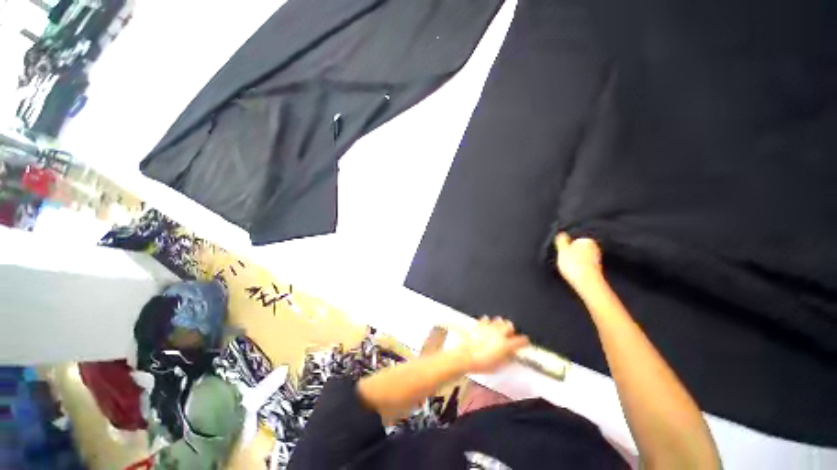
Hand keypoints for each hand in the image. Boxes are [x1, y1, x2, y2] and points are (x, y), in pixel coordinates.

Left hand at [455, 317, 528, 372]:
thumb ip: (507, 357)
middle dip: (511, 329)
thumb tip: (511, 354)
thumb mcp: (499, 365)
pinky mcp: (479, 325)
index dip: (524, 341)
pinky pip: (485, 319)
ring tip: (499, 328)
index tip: (524, 341)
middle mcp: (498, 333)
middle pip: (509, 325)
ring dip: (500, 324)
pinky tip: (486, 323)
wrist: (466, 356)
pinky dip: (487, 321)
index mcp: (506, 344)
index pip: (520, 340)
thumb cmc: (480, 363)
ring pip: (498, 320)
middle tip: (510, 334)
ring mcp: (488, 327)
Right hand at [554, 232, 604, 293]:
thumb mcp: (562, 250)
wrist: (587, 282)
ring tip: (569, 268)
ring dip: (576, 262)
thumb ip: (562, 240)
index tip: (562, 254)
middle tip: (565, 261)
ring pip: (582, 258)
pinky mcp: (597, 270)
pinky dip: (580, 269)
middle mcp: (595, 248)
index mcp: (587, 241)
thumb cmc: (573, 264)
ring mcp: (597, 260)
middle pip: (579, 249)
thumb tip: (562, 233)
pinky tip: (575, 273)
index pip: (574, 241)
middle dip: (573, 254)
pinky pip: (585, 266)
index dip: (566, 247)